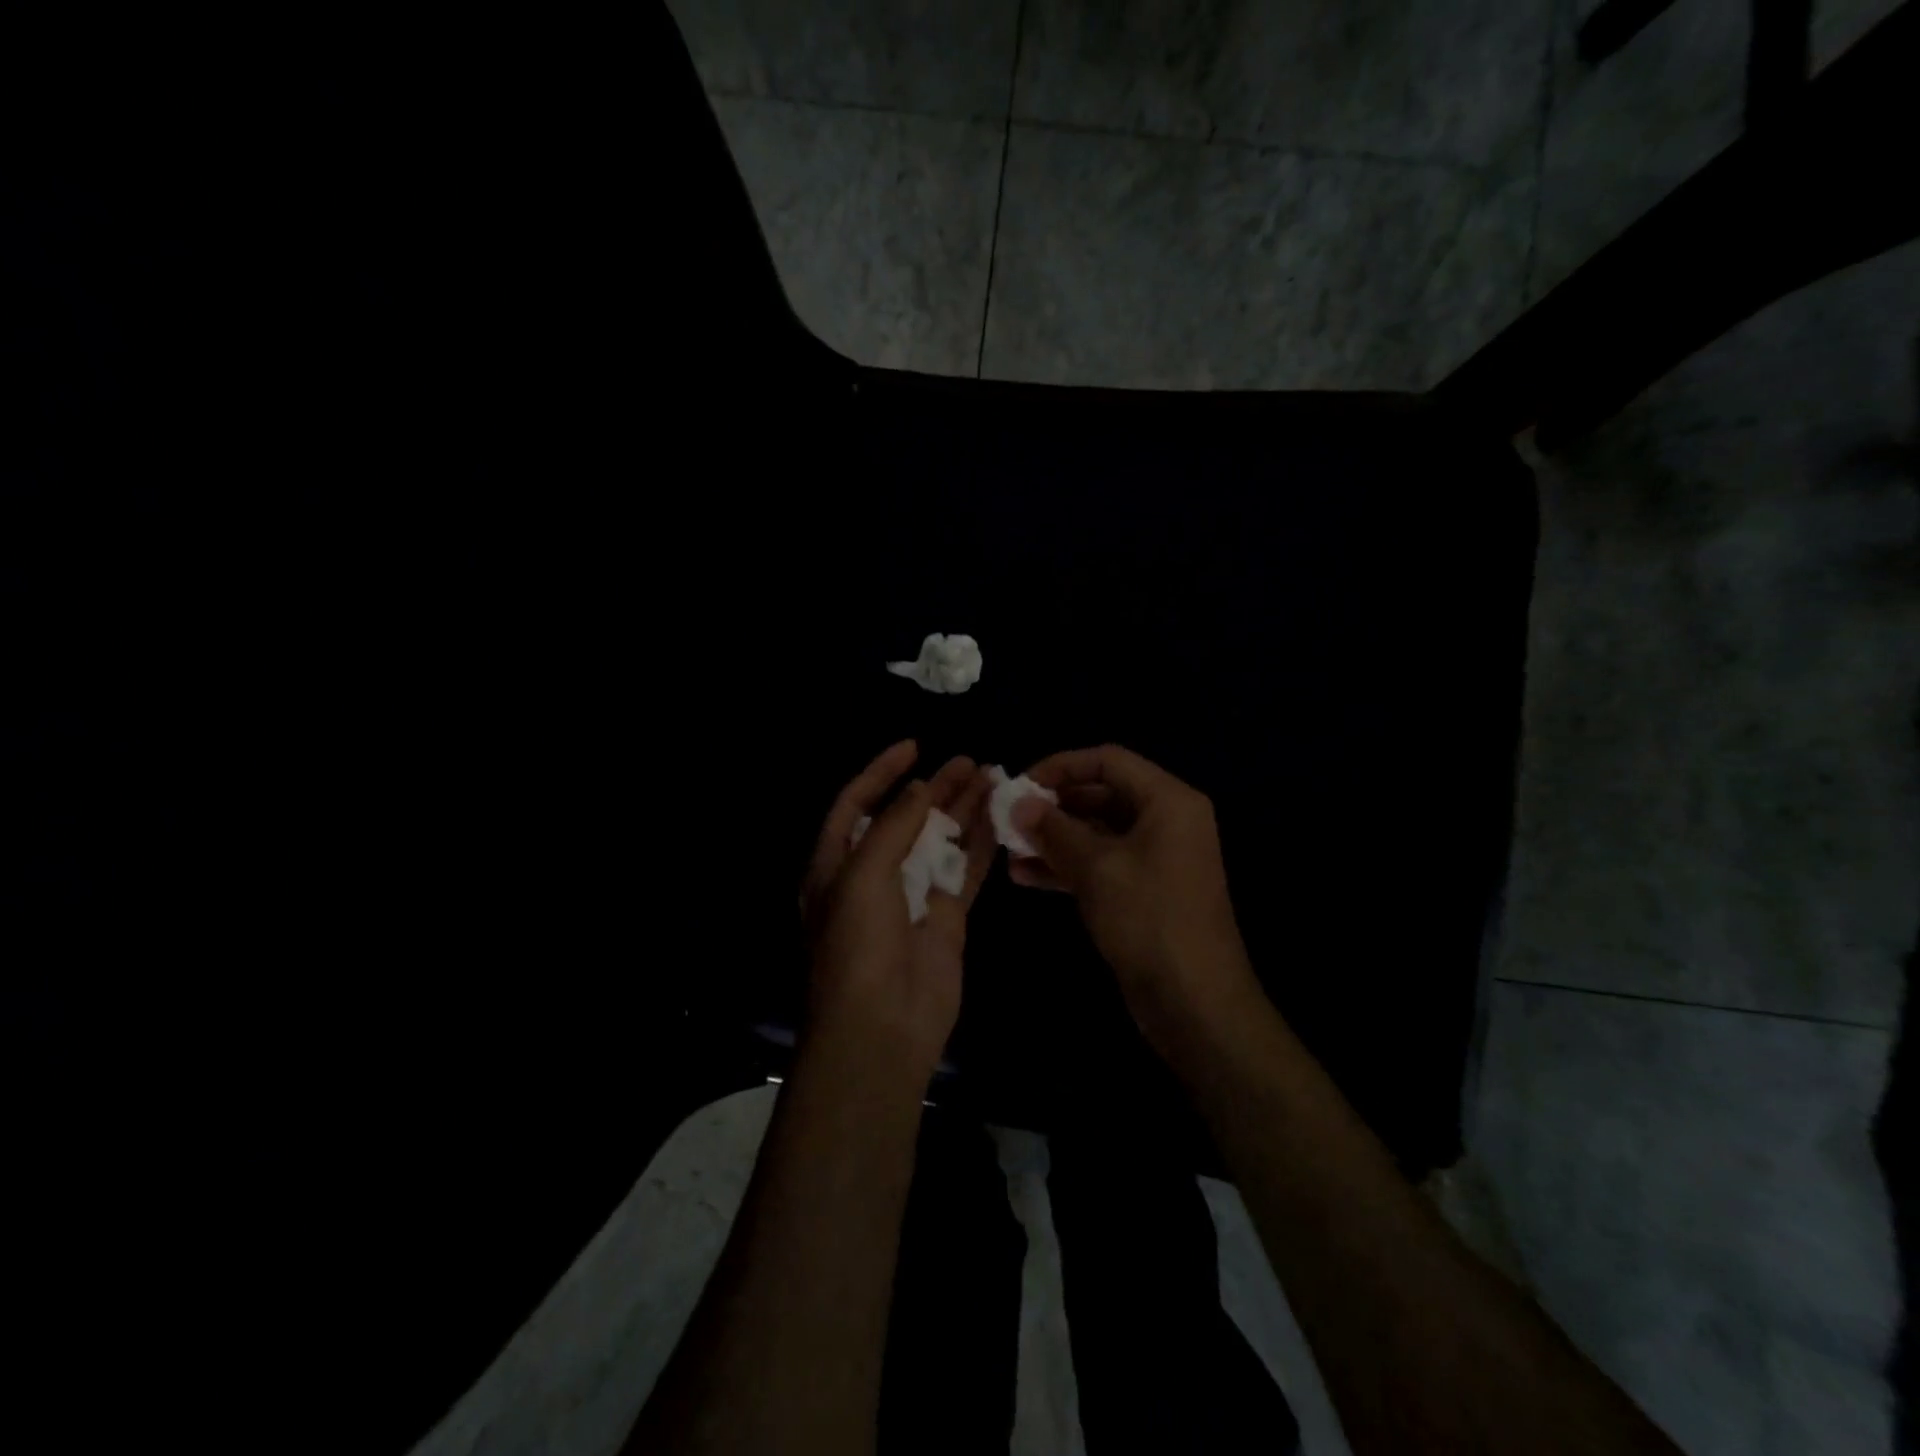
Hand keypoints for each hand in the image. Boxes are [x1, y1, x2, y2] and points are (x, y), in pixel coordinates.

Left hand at [799, 741, 994, 1081]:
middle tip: (968, 761)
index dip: (881, 773)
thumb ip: (893, 826)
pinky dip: (981, 843)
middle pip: (905, 818)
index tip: (914, 747)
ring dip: (962, 809)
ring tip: (990, 776)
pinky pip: (966, 870)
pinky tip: (999, 816)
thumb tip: (920, 788)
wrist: (883, 1025)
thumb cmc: (856, 944)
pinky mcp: (946, 916)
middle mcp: (873, 874)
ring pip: (940, 840)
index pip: (857, 804)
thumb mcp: (862, 875)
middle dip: (933, 788)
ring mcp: (912, 895)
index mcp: (836, 864)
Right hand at [1008, 745, 1262, 1059]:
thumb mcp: (1097, 868)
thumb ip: (1054, 829)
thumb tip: (1018, 803)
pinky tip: (1025, 876)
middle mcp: (1165, 821)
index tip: (1020, 785)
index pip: (1107, 760)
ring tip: (1009, 850)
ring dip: (1053, 838)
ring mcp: (1155, 858)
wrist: (1195, 1003)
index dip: (1060, 766)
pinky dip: (1066, 866)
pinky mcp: (1142, 891)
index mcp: (1168, 801)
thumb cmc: (1149, 919)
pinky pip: (1100, 864)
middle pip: (1101, 795)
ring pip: (1096, 832)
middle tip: (1009, 819)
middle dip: (1053, 806)